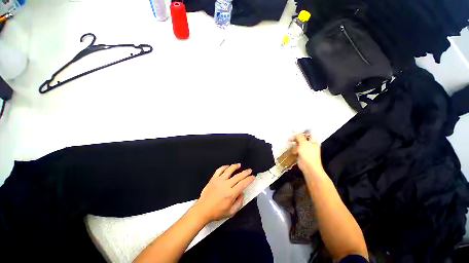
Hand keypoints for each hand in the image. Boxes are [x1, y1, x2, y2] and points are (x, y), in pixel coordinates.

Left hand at [192, 164, 254, 223]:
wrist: (202, 210)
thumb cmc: (217, 212)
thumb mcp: (231, 212)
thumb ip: (239, 203)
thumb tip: (242, 193)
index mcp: (231, 194)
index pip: (243, 184)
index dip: (249, 179)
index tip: (253, 177)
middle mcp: (226, 185)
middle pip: (238, 176)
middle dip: (245, 172)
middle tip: (249, 170)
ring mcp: (219, 180)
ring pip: (229, 170)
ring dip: (235, 166)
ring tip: (239, 165)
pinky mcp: (213, 179)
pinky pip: (219, 170)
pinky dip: (224, 167)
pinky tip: (228, 166)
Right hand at [290, 133, 324, 176]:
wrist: (309, 167)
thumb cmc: (308, 154)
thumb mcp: (304, 143)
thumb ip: (299, 137)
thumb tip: (295, 133)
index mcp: (313, 140)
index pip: (308, 133)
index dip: (302, 131)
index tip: (295, 131)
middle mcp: (310, 144)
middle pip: (302, 138)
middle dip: (296, 138)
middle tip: (289, 138)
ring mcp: (305, 149)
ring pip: (298, 144)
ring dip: (294, 145)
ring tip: (291, 146)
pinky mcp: (301, 154)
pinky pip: (296, 149)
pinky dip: (294, 150)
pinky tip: (293, 152)